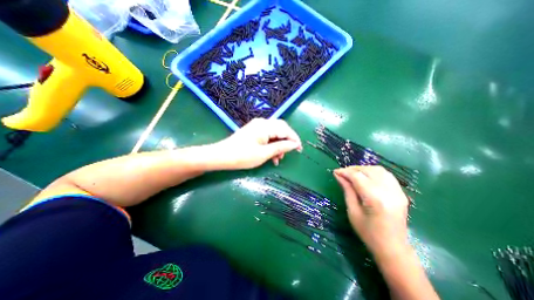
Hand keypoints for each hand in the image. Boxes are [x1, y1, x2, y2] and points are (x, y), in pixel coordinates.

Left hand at [214, 118, 304, 169]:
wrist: (221, 156)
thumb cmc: (242, 156)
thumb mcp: (264, 154)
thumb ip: (280, 147)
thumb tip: (294, 144)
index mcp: (265, 126)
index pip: (285, 129)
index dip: (294, 139)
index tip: (300, 149)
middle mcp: (262, 123)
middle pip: (281, 129)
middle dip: (287, 141)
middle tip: (289, 153)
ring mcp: (257, 126)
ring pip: (274, 133)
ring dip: (279, 145)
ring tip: (278, 159)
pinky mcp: (254, 131)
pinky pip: (267, 136)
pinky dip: (272, 144)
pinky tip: (272, 155)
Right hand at [333, 165, 409, 261]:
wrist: (393, 248)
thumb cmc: (368, 233)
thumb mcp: (352, 211)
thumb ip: (347, 190)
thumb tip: (338, 175)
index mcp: (375, 199)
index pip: (357, 177)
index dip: (345, 172)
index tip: (335, 172)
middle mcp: (388, 192)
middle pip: (368, 170)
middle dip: (352, 169)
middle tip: (342, 173)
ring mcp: (398, 192)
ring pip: (378, 169)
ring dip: (363, 169)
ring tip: (353, 174)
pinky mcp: (401, 193)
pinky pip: (386, 175)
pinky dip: (373, 172)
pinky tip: (366, 177)